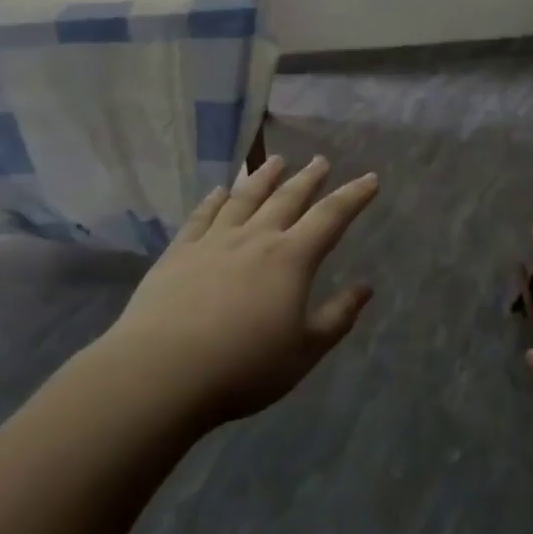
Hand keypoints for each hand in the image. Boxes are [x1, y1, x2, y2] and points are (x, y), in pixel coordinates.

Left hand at [102, 155, 379, 426]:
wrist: (161, 373)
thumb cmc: (243, 367)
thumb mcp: (304, 352)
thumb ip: (337, 317)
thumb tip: (365, 287)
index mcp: (291, 259)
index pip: (331, 217)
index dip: (354, 196)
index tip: (371, 178)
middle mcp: (255, 239)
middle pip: (287, 198)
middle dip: (308, 178)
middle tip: (321, 160)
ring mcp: (213, 242)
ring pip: (244, 198)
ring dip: (263, 177)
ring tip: (276, 160)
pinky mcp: (178, 253)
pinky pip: (201, 216)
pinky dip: (213, 200)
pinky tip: (218, 191)